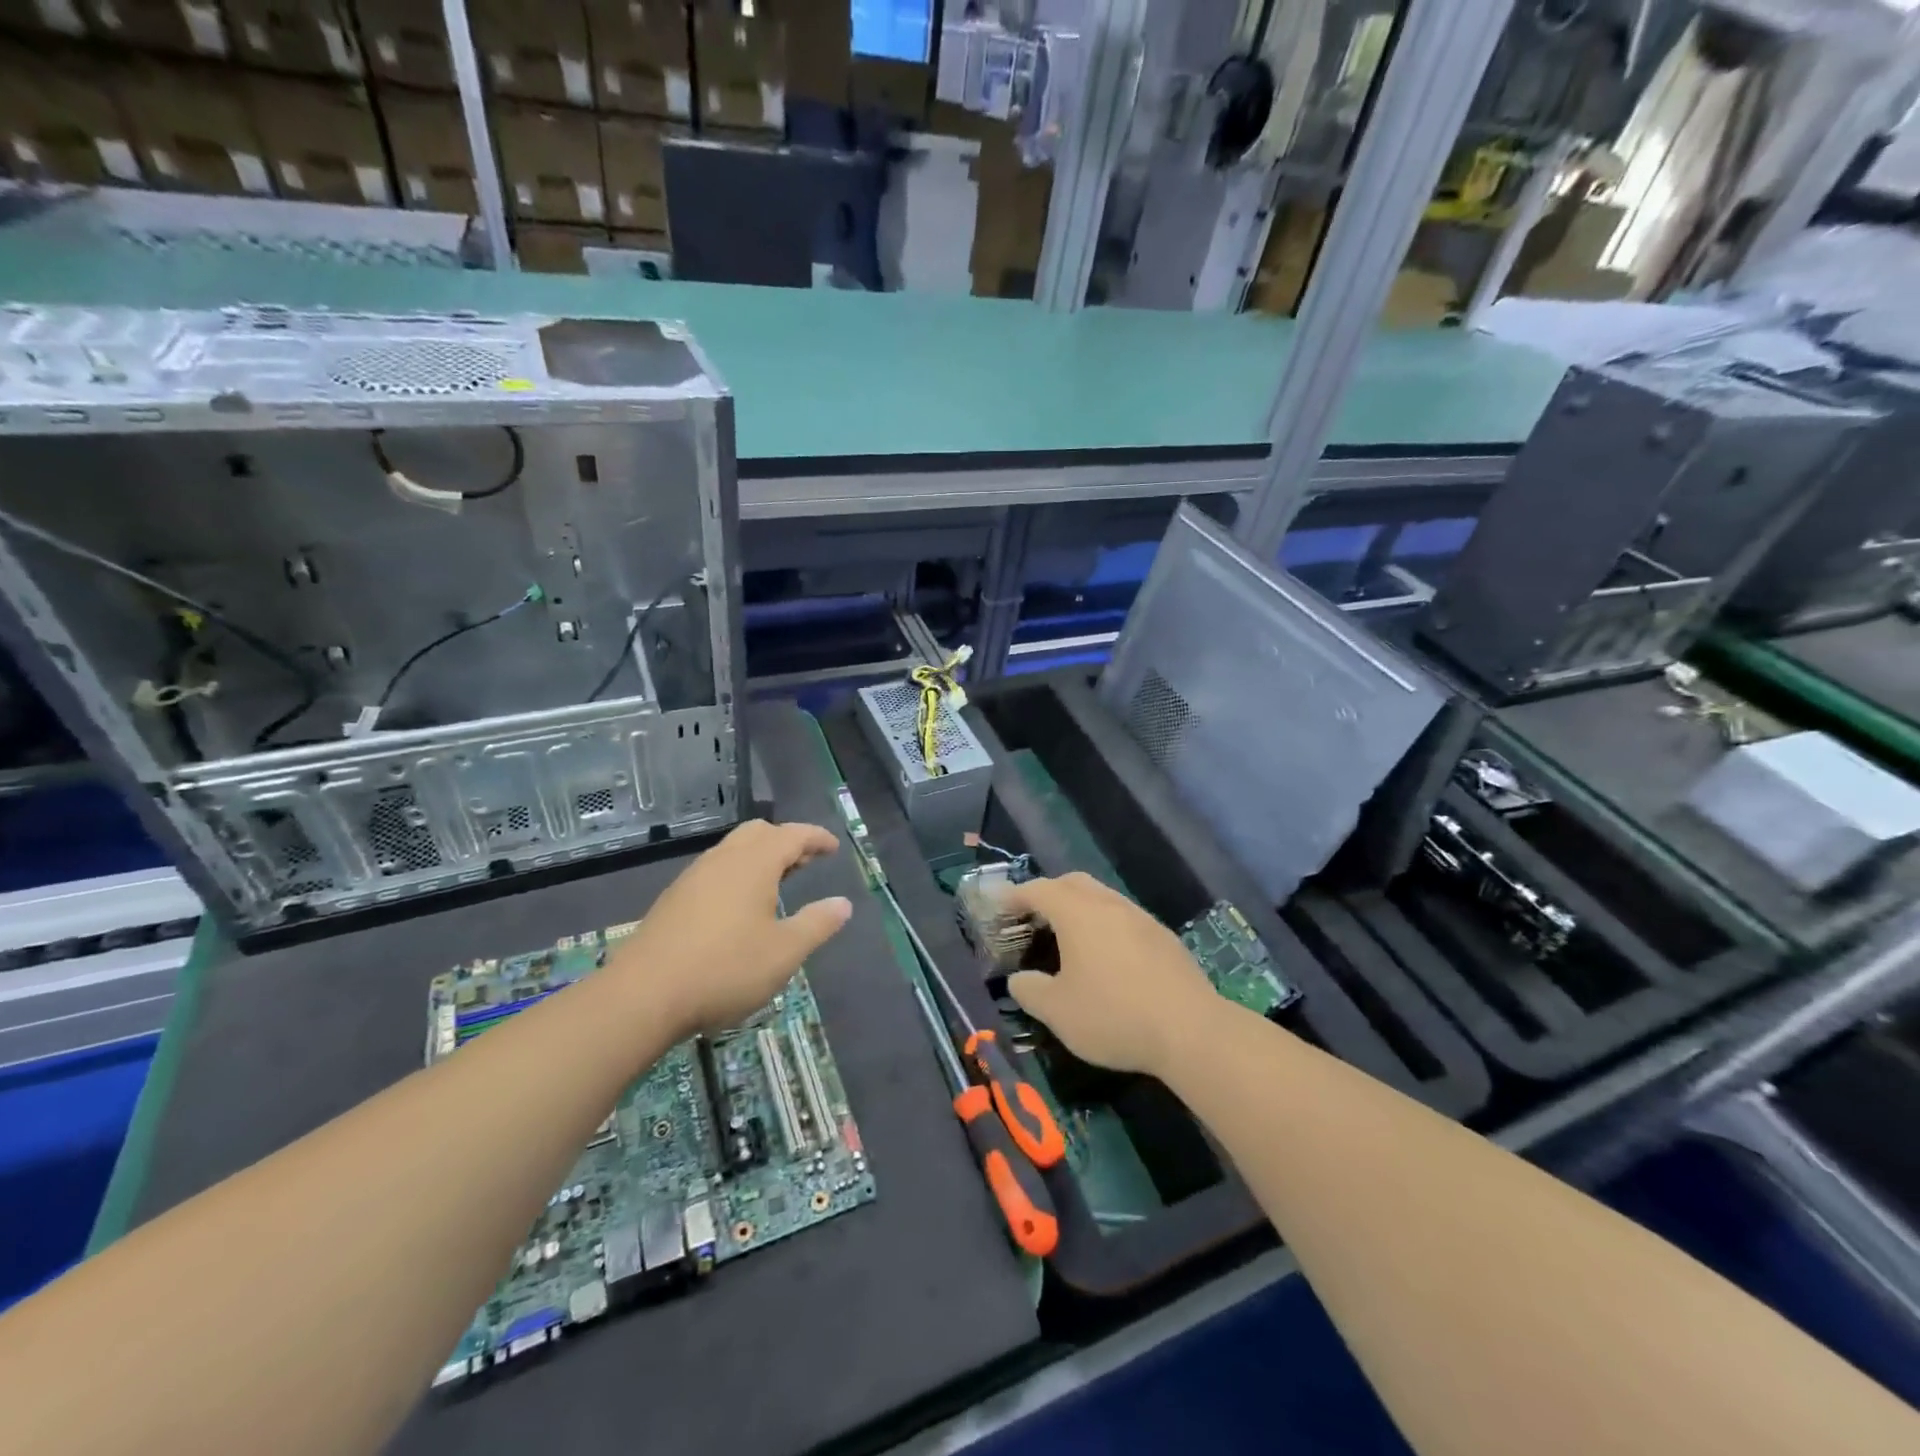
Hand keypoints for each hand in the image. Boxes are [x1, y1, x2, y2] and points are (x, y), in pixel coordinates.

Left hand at [611, 819, 850, 1036]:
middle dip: (786, 841)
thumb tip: (842, 904)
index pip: (792, 835)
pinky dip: (738, 874)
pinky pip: (715, 871)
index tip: (833, 848)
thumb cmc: (725, 969)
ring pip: (733, 850)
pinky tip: (739, 908)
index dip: (816, 838)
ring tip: (777, 884)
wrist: (643, 996)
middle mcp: (722, 859)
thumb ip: (817, 924)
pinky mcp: (674, 900)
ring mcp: (693, 878)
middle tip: (806, 863)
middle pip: (759, 833)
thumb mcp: (784, 952)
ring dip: (760, 858)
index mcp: (753, 863)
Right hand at [1003, 873, 1221, 1076]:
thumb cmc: (1114, 1016)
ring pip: (1102, 898)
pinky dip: (1105, 925)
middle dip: (1049, 893)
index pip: (1039, 890)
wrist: (1191, 1031)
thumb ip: (1030, 991)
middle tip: (1032, 917)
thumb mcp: (1058, 1012)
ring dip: (1080, 908)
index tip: (1000, 906)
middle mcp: (1109, 904)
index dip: (1015, 896)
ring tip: (1067, 937)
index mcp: (1078, 913)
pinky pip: (1124, 918)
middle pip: (1073, 883)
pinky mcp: (1163, 937)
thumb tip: (1019, 980)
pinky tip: (1106, 957)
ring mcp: (1141, 918)